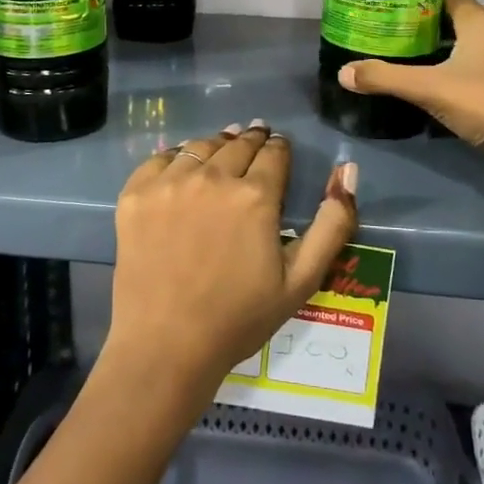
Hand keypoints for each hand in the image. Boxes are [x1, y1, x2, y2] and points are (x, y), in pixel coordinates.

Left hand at [105, 122, 358, 400]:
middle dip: (251, 139)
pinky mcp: (136, 194)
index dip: (279, 148)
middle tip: (255, 138)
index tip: (279, 148)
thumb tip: (347, 170)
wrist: (166, 345)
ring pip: (200, 146)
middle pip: (238, 143)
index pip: (274, 153)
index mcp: (255, 196)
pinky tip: (182, 168)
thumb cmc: (239, 318)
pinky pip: (160, 159)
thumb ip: (333, 223)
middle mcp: (212, 177)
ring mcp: (169, 183)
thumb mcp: (302, 279)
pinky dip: (176, 157)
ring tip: (222, 149)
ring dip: (216, 144)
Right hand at [339, 0, 483, 190]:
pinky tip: (427, 87)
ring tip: (398, 59)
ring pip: (463, 47)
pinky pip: (473, 70)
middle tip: (384, 35)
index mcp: (480, 20)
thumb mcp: (429, 89)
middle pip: (451, 21)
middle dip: (419, 27)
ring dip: (435, 53)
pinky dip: (451, 73)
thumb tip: (343, 72)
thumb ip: (385, 78)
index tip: (386, 8)